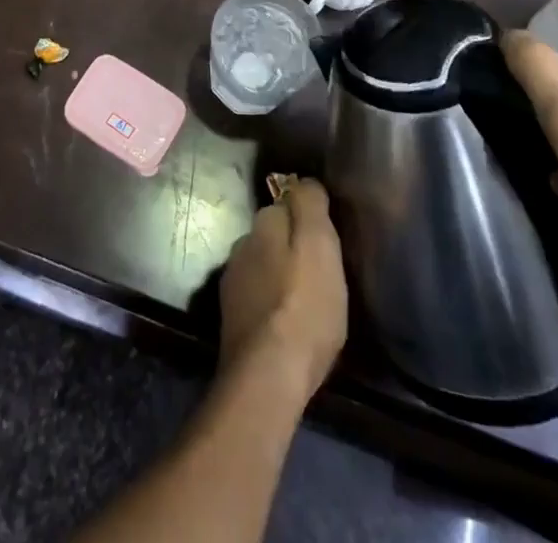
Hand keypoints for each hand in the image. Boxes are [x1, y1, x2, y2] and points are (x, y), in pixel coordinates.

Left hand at [218, 179, 347, 400]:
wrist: (268, 374)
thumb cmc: (304, 305)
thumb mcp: (320, 245)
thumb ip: (310, 206)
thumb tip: (304, 183)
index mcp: (263, 224)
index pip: (285, 204)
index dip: (307, 217)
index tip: (325, 236)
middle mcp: (242, 245)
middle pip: (271, 236)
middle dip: (291, 246)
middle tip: (319, 270)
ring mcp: (233, 284)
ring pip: (262, 266)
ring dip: (279, 275)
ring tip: (305, 298)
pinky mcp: (232, 320)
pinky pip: (257, 298)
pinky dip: (270, 303)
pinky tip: (286, 322)